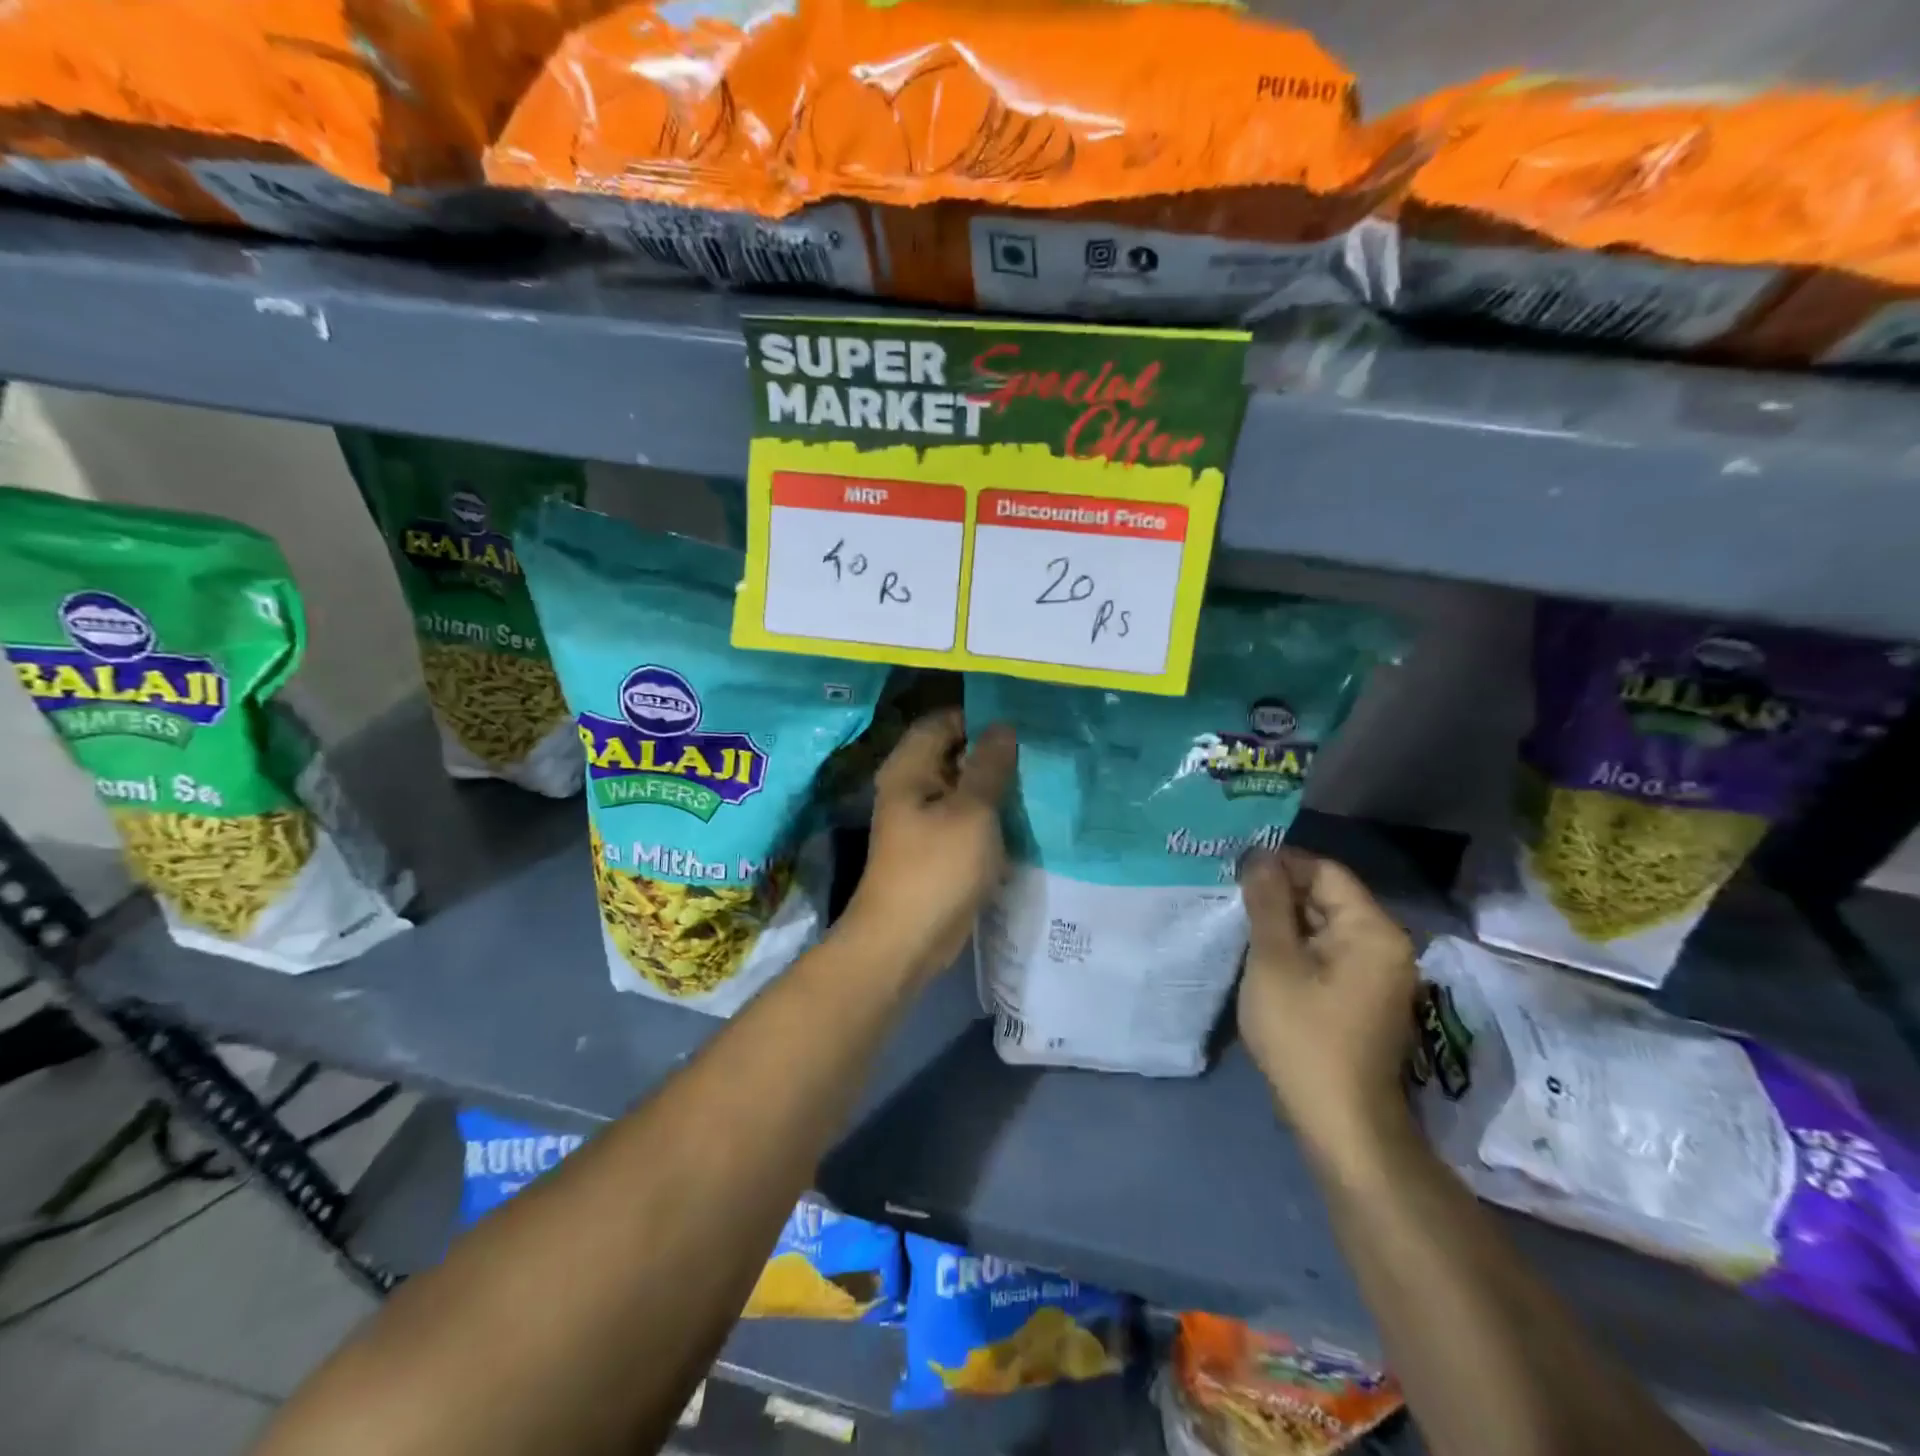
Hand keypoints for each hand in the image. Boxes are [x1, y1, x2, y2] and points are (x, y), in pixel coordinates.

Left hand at [841, 709, 1015, 979]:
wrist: (906, 941)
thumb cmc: (937, 868)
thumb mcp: (972, 812)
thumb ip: (989, 767)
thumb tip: (1002, 727)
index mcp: (910, 768)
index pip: (943, 721)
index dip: (979, 716)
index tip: (1021, 722)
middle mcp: (911, 786)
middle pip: (953, 752)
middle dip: (992, 751)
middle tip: (1038, 750)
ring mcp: (921, 819)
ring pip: (961, 787)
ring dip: (993, 785)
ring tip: (1037, 778)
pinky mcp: (935, 848)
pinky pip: (964, 817)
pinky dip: (988, 813)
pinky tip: (1021, 814)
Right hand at [1237, 849, 1418, 1165]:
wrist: (1340, 1122)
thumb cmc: (1303, 1034)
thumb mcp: (1274, 960)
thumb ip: (1268, 902)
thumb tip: (1260, 857)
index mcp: (1373, 930)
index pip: (1326, 871)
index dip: (1281, 864)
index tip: (1236, 870)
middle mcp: (1386, 945)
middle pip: (1328, 897)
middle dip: (1280, 893)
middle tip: (1231, 896)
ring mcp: (1378, 974)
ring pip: (1325, 926)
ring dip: (1285, 922)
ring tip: (1240, 923)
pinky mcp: (1364, 997)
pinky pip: (1329, 954)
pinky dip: (1297, 948)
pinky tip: (1264, 957)